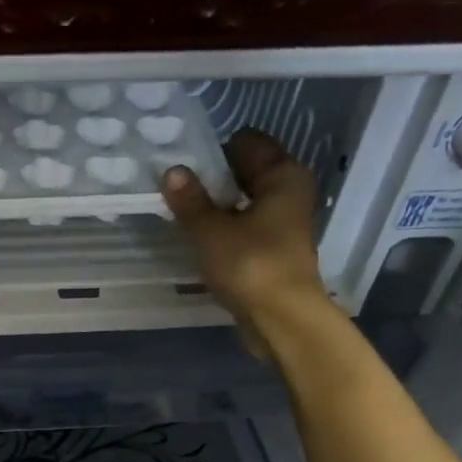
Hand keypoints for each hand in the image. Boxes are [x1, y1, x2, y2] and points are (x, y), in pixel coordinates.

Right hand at [160, 129, 330, 353]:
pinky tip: (199, 238)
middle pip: (246, 172)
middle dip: (213, 179)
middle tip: (175, 187)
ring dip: (216, 206)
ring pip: (244, 201)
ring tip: (182, 213)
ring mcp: (283, 223)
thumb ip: (191, 201)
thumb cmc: (250, 265)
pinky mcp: (273, 250)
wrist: (281, 319)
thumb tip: (172, 170)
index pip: (247, 142)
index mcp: (283, 175)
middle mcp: (289, 192)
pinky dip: (224, 228)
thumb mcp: (211, 231)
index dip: (214, 150)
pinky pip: (244, 227)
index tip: (183, 162)